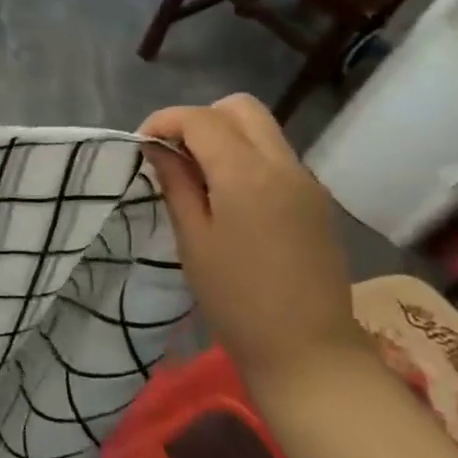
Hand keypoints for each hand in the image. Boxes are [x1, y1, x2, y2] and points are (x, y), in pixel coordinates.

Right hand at [138, 94, 373, 391]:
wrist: (307, 349)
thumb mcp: (193, 240)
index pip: (201, 118)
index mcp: (247, 174)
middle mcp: (283, 164)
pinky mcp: (316, 200)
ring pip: (262, 129)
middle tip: (173, 154)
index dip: (165, 121)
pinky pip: (276, 157)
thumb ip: (176, 184)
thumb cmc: (236, 299)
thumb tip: (158, 149)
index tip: (141, 145)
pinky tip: (228, 197)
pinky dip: (246, 157)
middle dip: (200, 119)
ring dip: (224, 137)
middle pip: (240, 108)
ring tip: (196, 176)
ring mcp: (306, 181)